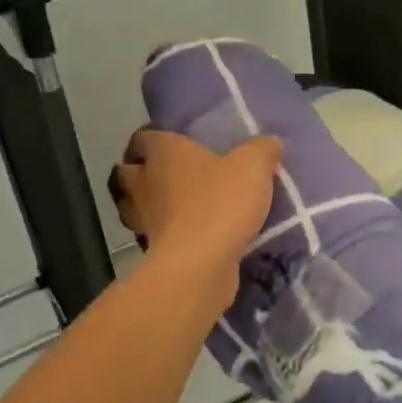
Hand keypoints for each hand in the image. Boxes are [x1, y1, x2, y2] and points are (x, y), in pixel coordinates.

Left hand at [111, 129, 281, 303]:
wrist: (199, 264)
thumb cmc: (220, 203)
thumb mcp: (253, 167)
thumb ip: (262, 151)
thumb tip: (271, 143)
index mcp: (164, 152)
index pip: (145, 137)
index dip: (155, 138)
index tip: (171, 142)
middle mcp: (145, 182)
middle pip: (130, 171)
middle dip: (143, 171)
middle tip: (172, 174)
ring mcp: (144, 218)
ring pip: (138, 205)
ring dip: (152, 204)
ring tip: (179, 206)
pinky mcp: (153, 250)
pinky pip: (156, 235)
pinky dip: (167, 233)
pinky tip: (191, 235)